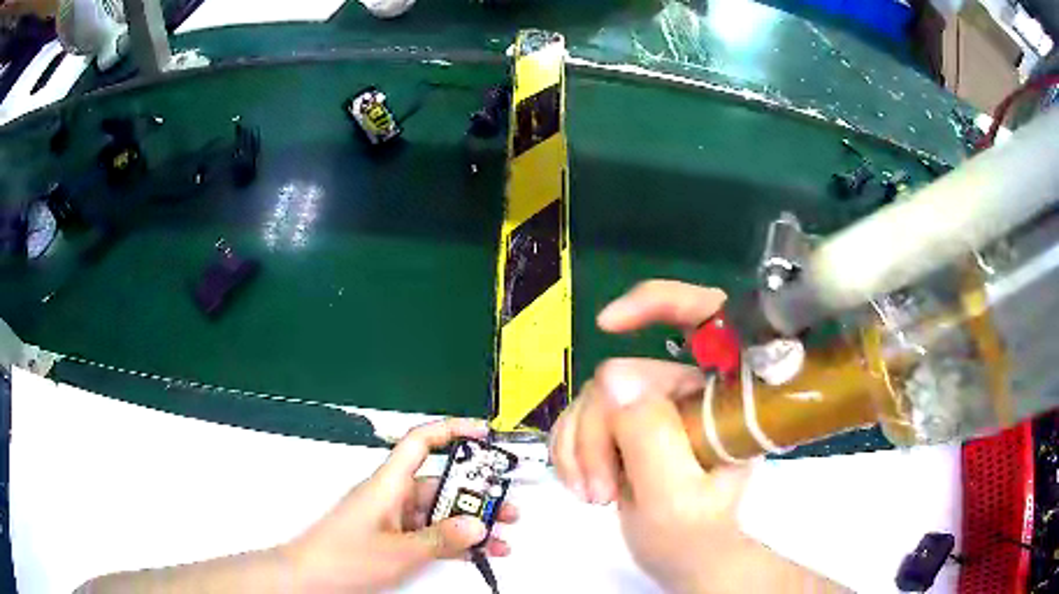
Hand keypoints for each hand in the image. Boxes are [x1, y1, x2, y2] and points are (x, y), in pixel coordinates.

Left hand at [288, 418, 517, 592]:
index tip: (483, 433)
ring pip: (439, 511)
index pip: (421, 442)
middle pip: (440, 482)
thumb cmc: (340, 557)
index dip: (452, 430)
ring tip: (499, 534)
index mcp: (388, 485)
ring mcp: (393, 517)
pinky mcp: (394, 536)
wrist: (310, 577)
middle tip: (505, 505)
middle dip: (475, 494)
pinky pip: (431, 531)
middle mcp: (391, 495)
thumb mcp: (399, 551)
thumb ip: (440, 539)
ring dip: (469, 522)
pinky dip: (453, 539)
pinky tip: (475, 550)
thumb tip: (476, 526)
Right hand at [551, 280, 841, 593]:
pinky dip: (570, 448)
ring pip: (594, 397)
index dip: (661, 302)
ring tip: (592, 495)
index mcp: (724, 395)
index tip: (608, 324)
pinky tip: (580, 482)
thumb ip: (651, 438)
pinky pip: (580, 416)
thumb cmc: (694, 537)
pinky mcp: (628, 424)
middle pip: (624, 375)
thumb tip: (611, 379)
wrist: (682, 557)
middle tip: (597, 490)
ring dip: (580, 447)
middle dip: (598, 432)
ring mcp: (657, 406)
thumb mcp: (676, 497)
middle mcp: (690, 390)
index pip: (707, 314)